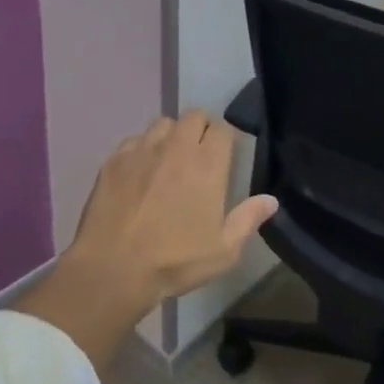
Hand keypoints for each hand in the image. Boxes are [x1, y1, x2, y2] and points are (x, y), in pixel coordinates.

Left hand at [64, 109, 278, 308]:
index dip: (224, 138)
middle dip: (199, 129)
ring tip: (168, 160)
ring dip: (170, 135)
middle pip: (193, 116)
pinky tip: (139, 173)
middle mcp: (176, 146)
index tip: (223, 154)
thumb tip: (270, 200)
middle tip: (198, 155)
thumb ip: (247, 220)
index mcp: (207, 164)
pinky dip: (141, 149)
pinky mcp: (115, 158)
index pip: (222, 128)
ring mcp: (143, 149)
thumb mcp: (222, 251)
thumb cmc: (174, 261)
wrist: (113, 268)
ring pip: (163, 123)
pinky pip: (134, 140)